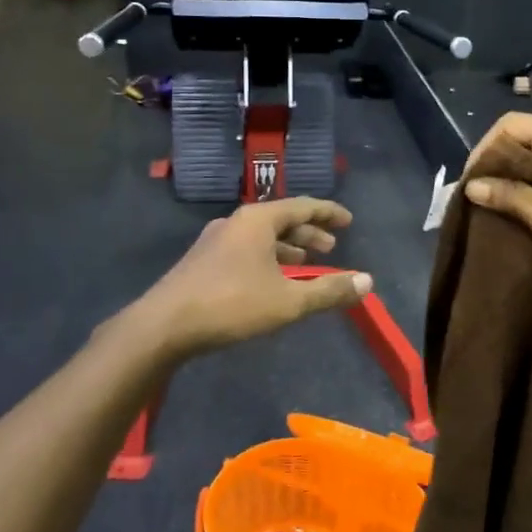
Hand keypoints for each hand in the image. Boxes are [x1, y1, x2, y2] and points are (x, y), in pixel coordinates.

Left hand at [139, 197, 371, 356]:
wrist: (163, 326)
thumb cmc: (231, 305)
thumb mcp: (288, 301)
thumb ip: (329, 290)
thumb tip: (367, 282)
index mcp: (258, 220)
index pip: (302, 206)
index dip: (329, 212)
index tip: (348, 221)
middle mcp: (236, 222)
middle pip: (281, 219)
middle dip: (308, 232)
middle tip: (330, 248)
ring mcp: (214, 240)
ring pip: (261, 236)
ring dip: (286, 247)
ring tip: (304, 263)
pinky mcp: (202, 261)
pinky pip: (245, 249)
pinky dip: (267, 257)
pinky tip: (270, 280)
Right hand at [461, 113, 531, 283]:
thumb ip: (508, 196)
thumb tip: (471, 186)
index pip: (509, 125)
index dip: (484, 149)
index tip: (471, 181)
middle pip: (526, 134)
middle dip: (500, 161)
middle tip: (481, 193)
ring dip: (519, 172)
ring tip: (499, 201)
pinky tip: (530, 204)